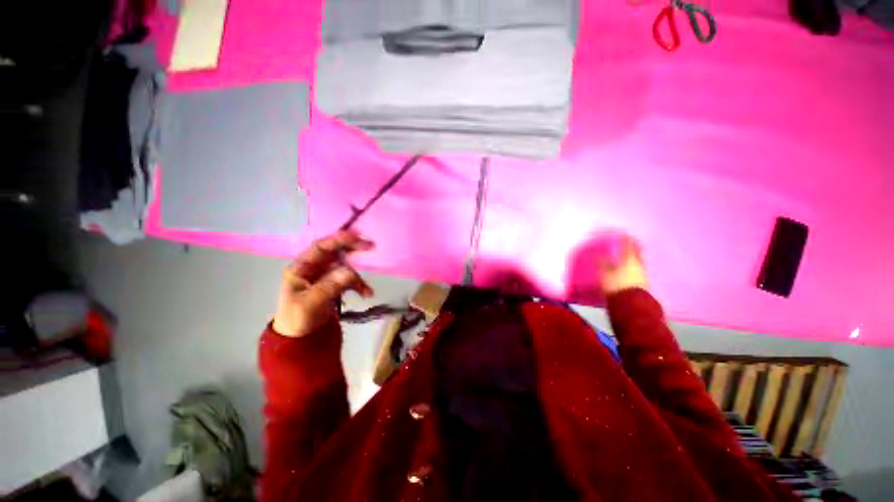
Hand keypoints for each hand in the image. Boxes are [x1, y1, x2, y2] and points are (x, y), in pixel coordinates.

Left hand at [273, 231, 374, 337]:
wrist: (300, 337)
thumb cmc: (297, 318)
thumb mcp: (309, 304)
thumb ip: (328, 287)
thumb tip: (349, 272)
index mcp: (302, 267)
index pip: (321, 247)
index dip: (338, 239)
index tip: (357, 236)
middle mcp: (315, 267)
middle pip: (336, 252)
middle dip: (352, 248)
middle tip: (370, 246)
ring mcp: (326, 275)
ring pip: (346, 267)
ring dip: (358, 276)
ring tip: (366, 290)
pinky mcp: (335, 284)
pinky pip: (350, 280)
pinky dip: (359, 285)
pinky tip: (366, 294)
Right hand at [597, 236, 647, 296]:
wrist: (630, 304)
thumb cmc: (616, 284)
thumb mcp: (604, 273)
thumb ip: (602, 263)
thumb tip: (600, 256)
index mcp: (629, 258)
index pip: (628, 243)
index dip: (624, 236)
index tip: (619, 233)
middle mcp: (638, 263)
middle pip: (636, 251)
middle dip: (630, 246)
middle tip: (624, 244)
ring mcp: (642, 273)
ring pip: (637, 260)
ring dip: (631, 257)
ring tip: (623, 257)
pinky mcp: (642, 282)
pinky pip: (636, 269)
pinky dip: (631, 267)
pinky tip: (625, 269)